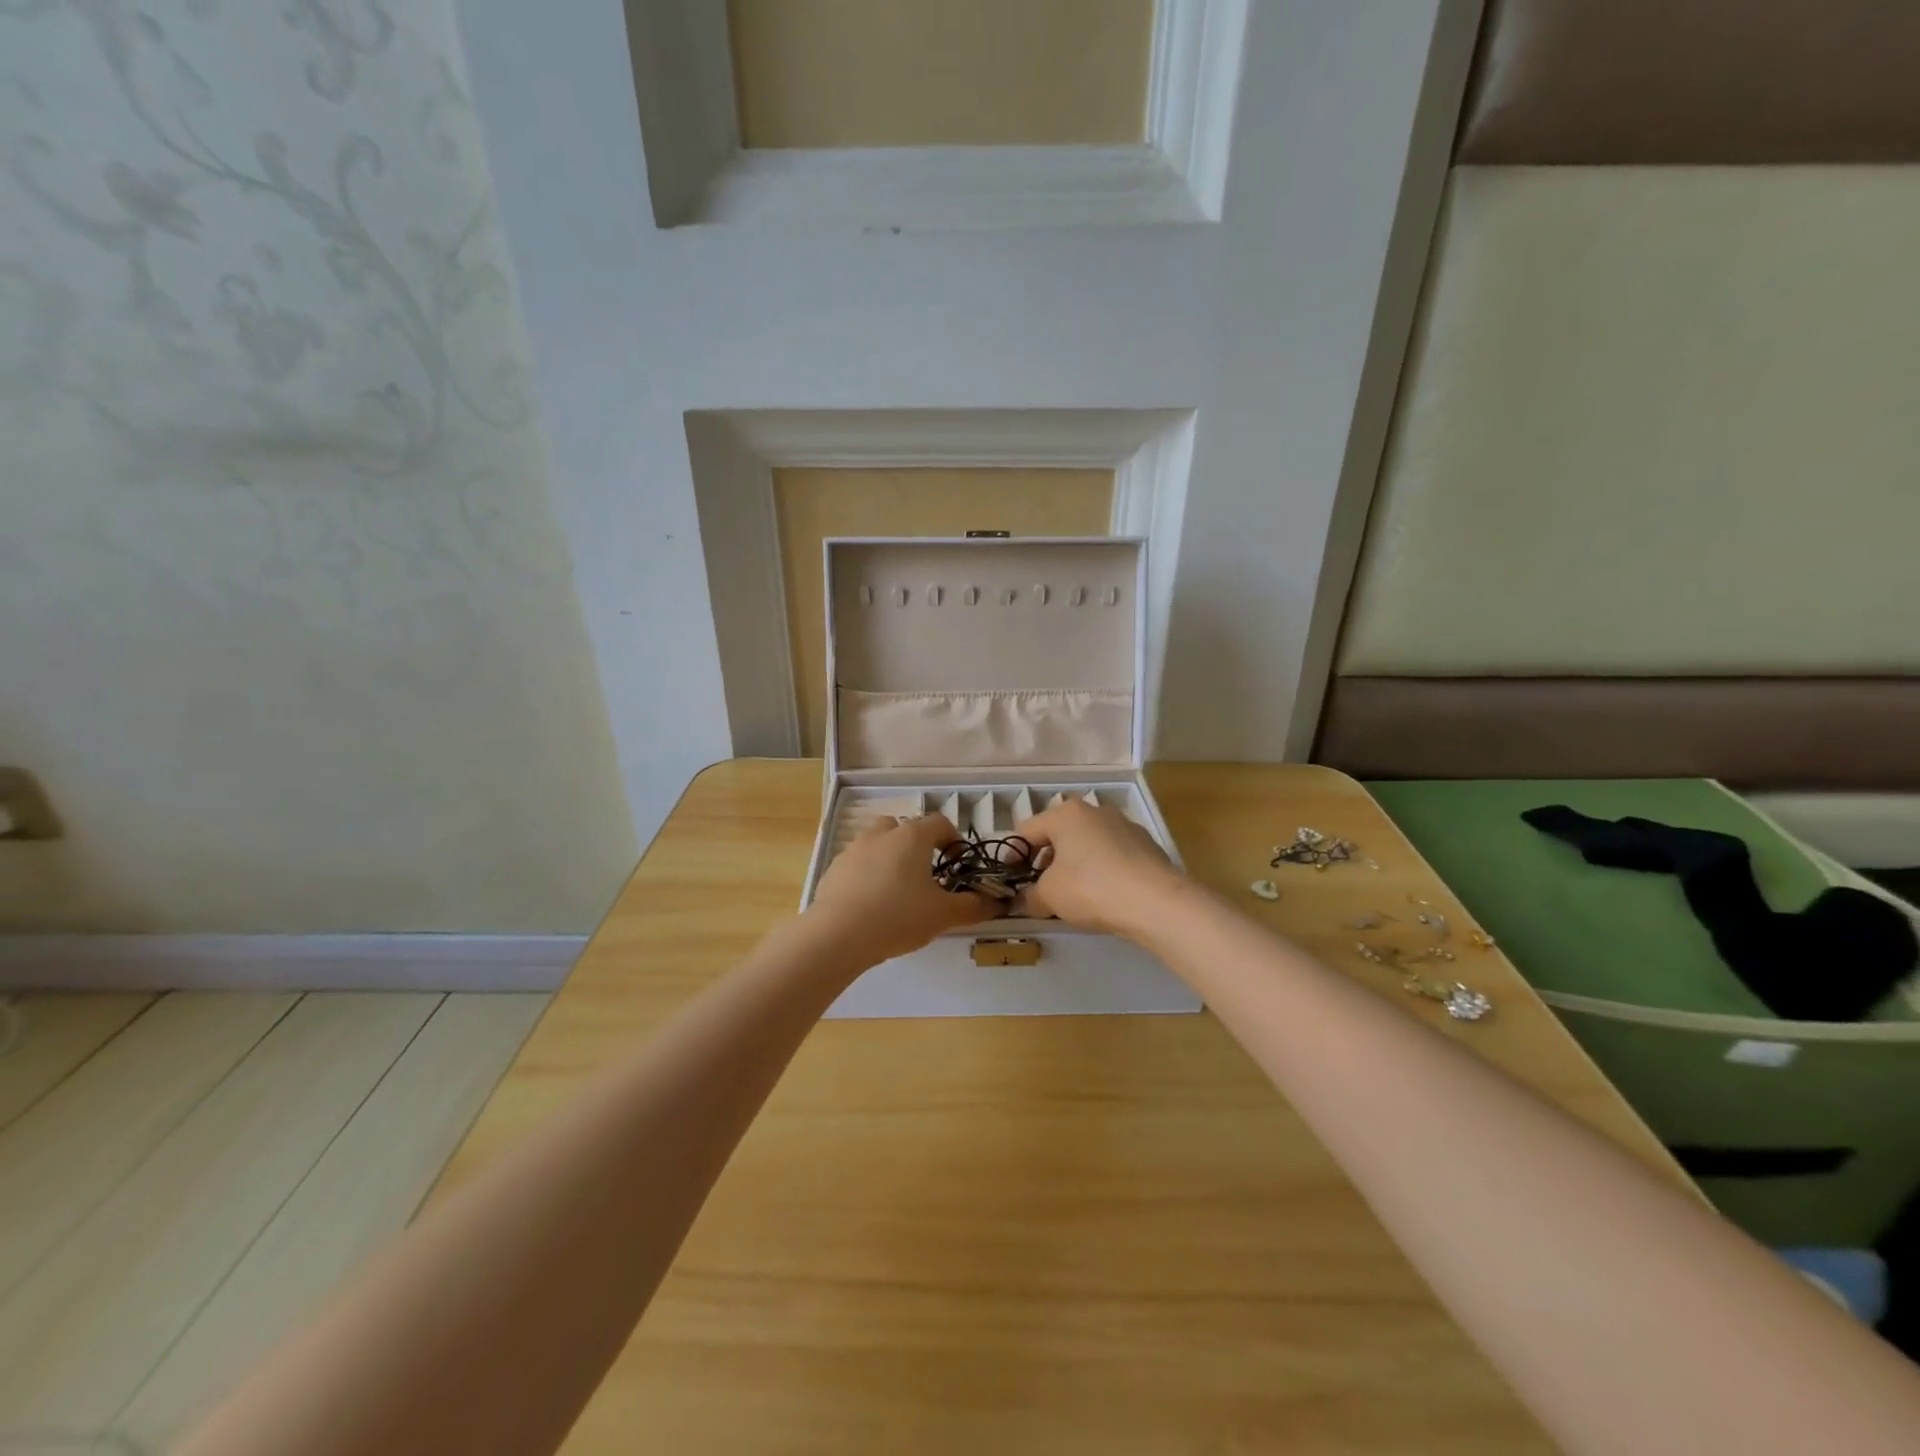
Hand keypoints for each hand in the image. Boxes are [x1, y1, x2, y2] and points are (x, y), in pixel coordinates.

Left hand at [807, 813, 998, 963]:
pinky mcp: (834, 868)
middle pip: (906, 828)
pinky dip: (868, 874)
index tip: (958, 865)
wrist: (838, 935)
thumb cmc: (898, 917)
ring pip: (879, 843)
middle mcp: (882, 834)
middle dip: (919, 847)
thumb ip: (973, 906)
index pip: (940, 823)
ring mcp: (854, 849)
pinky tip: (871, 904)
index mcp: (912, 837)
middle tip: (927, 877)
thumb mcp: (943, 915)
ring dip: (891, 858)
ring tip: (898, 890)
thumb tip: (996, 903)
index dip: (954, 841)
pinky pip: (858, 863)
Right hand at [1018, 800, 1186, 936]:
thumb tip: (1024, 900)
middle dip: (1045, 860)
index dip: (1012, 856)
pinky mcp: (1146, 845)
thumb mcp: (1049, 896)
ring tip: (1072, 895)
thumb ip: (1030, 896)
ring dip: (1074, 865)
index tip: (1009, 879)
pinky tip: (1102, 895)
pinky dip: (1100, 870)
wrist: (1156, 902)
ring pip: (1087, 844)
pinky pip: (1111, 855)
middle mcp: (1095, 811)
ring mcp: (1124, 825)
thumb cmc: (1091, 888)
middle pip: (1059, 834)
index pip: (1026, 830)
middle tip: (1039, 888)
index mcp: (1065, 814)